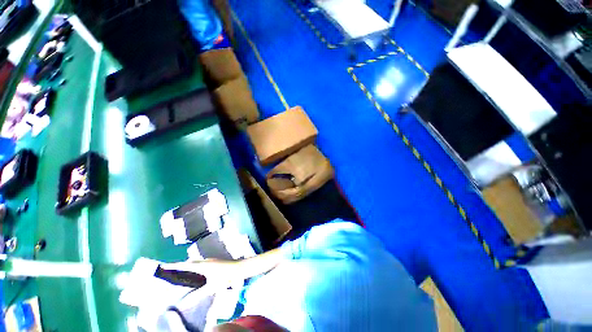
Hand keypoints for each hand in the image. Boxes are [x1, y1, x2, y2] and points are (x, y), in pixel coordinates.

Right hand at [161, 259, 243, 291]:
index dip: (174, 265)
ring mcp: (211, 260)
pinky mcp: (214, 262)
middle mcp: (206, 261)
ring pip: (196, 262)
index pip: (185, 265)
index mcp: (203, 265)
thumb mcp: (211, 288)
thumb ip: (197, 296)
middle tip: (170, 270)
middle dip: (180, 265)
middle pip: (190, 262)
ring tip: (179, 273)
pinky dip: (194, 267)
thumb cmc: (226, 277)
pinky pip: (201, 263)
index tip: (164, 265)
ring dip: (188, 266)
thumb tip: (183, 303)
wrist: (240, 268)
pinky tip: (194, 274)